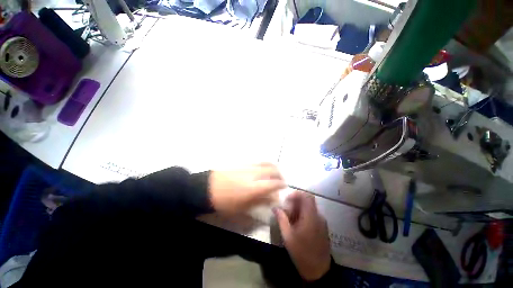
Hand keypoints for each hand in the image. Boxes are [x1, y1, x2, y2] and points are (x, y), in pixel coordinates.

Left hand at [209, 163, 285, 214]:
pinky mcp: (242, 163)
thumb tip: (272, 198)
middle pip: (272, 170)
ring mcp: (248, 166)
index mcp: (253, 188)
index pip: (274, 183)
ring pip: (266, 163)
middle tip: (280, 179)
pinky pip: (258, 161)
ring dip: (273, 167)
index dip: (281, 184)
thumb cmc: (224, 202)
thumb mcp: (242, 208)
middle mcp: (253, 174)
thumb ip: (260, 201)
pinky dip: (264, 164)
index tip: (284, 186)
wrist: (207, 188)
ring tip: (274, 172)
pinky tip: (263, 169)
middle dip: (280, 174)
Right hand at [274, 191, 330, 280]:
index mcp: (311, 217)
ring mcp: (322, 222)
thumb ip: (281, 219)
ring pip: (309, 208)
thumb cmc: (302, 253)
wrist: (319, 271)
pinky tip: (297, 225)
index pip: (307, 196)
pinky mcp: (322, 227)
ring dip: (299, 209)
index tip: (287, 200)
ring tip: (290, 218)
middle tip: (286, 210)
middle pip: (307, 201)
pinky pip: (312, 215)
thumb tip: (275, 208)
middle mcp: (318, 216)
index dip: (296, 194)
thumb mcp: (288, 236)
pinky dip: (304, 215)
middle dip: (296, 202)